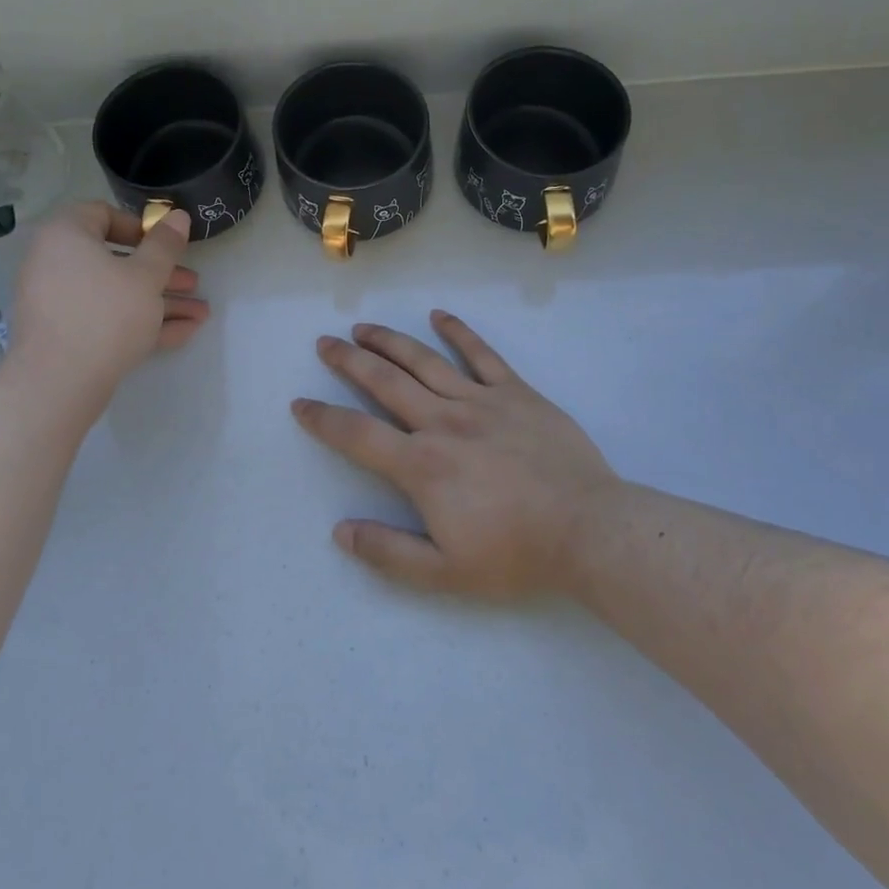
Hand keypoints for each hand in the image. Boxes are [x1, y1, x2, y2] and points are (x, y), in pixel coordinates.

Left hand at [9, 203, 207, 403]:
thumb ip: (165, 245)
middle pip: (116, 259)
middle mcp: (56, 263)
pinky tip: (184, 333)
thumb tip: (178, 216)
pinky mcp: (67, 334)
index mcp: (66, 236)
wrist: (59, 383)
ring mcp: (59, 302)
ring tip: (201, 313)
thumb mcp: (146, 275)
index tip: (167, 245)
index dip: (140, 227)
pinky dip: (141, 322)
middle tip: (194, 283)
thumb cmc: (106, 314)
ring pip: (117, 294)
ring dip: (160, 301)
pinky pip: (107, 319)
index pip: (102, 214)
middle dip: (162, 273)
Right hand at [292, 311, 619, 598]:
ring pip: (424, 361)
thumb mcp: (445, 573)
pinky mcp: (517, 393)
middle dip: (349, 361)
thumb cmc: (516, 554)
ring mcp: (481, 401)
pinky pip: (482, 355)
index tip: (300, 403)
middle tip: (325, 343)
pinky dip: (458, 332)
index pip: (357, 434)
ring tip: (363, 327)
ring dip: (389, 340)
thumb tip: (340, 531)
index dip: (323, 418)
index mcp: (422, 465)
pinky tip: (439, 315)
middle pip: (385, 382)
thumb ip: (388, 552)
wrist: (589, 531)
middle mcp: (443, 422)